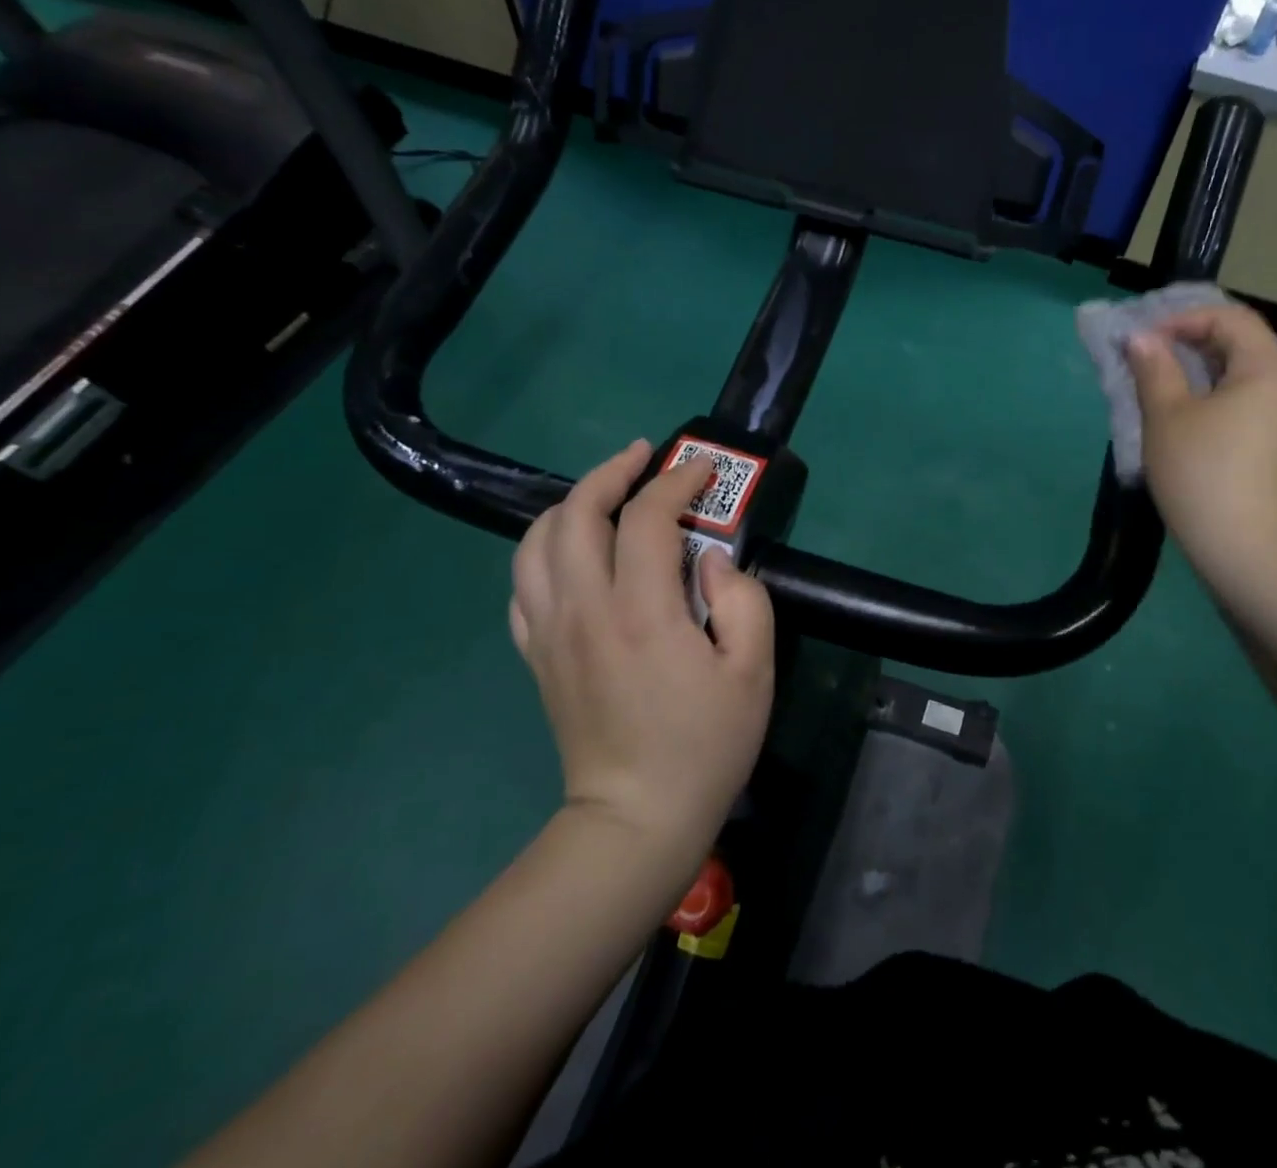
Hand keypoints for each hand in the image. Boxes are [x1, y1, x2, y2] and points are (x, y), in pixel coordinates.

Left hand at [509, 441, 774, 854]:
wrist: (635, 819)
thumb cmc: (705, 745)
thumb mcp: (754, 672)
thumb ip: (743, 601)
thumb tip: (713, 560)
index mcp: (642, 613)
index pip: (648, 518)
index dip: (677, 481)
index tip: (703, 470)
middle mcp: (584, 610)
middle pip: (576, 514)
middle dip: (611, 472)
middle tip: (644, 458)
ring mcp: (550, 632)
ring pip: (536, 542)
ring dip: (570, 504)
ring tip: (605, 494)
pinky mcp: (536, 655)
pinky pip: (522, 585)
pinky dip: (544, 551)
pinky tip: (574, 552)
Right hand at [1126, 304, 1276, 581]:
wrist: (1245, 551)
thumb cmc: (1202, 473)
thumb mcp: (1166, 416)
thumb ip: (1154, 369)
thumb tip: (1140, 339)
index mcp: (1267, 371)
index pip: (1231, 318)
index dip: (1184, 319)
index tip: (1144, 342)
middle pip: (1241, 344)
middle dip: (1190, 342)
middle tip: (1147, 359)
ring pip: (1242, 376)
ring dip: (1199, 371)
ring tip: (1159, 386)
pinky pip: (1246, 404)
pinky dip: (1213, 397)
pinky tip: (1183, 419)